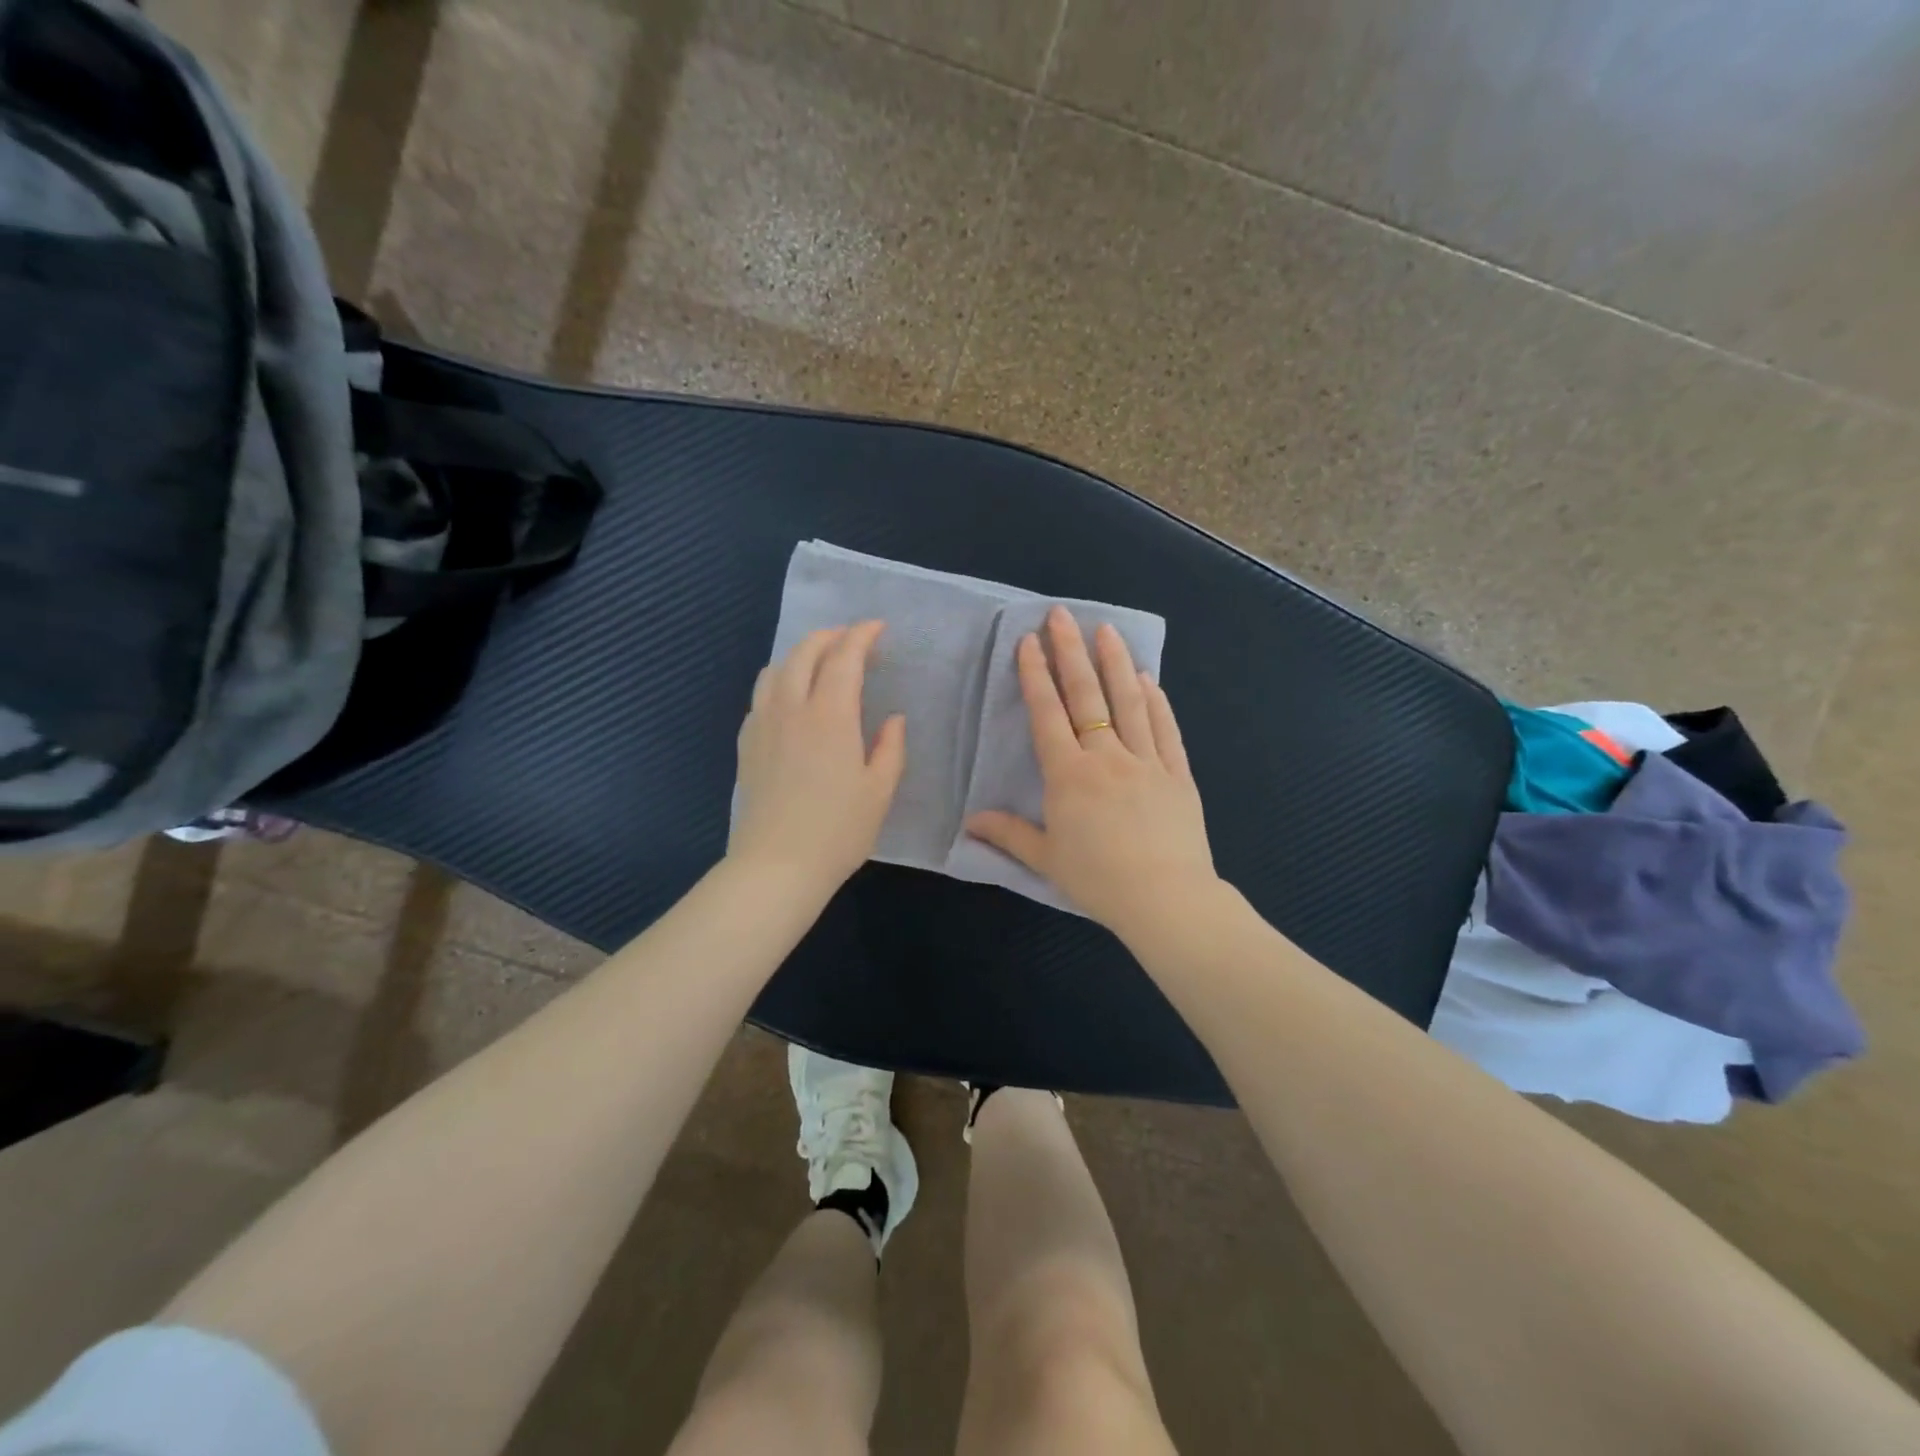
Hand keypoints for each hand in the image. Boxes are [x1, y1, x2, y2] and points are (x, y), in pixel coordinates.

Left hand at [729, 620, 905, 897]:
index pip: (844, 658)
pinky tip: (790, 698)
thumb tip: (892, 719)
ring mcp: (763, 724)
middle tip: (851, 639)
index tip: (877, 628)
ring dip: (800, 654)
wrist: (776, 866)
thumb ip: (890, 748)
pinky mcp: (747, 744)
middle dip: (830, 636)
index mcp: (830, 716)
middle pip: (805, 653)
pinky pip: (761, 695)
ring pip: (776, 669)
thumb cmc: (838, 831)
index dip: (861, 636)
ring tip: (820, 661)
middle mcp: (792, 709)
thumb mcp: (879, 791)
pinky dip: (779, 680)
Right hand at [966, 606, 1219, 936]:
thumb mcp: (1045, 858)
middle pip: (1087, 695)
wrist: (1165, 899)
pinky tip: (1148, 679)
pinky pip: (1165, 730)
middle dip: (1071, 652)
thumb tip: (969, 822)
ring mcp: (1146, 761)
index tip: (1029, 641)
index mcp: (1069, 775)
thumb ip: (1008, 834)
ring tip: (1107, 630)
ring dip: (1115, 663)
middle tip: (1062, 615)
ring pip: (1129, 702)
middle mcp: (1106, 757)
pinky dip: (1156, 702)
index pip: (1048, 714)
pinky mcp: (1177, 774)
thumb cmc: (1097, 880)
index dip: (1036, 675)